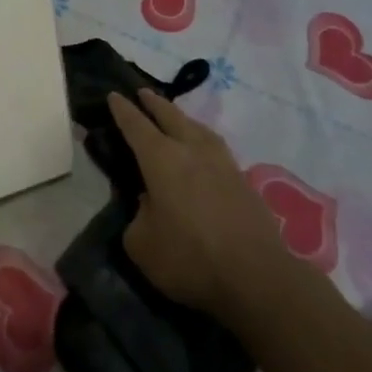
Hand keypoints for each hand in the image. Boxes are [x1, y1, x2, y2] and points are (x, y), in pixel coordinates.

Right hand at [108, 89, 289, 320]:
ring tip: (174, 116)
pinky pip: (215, 146)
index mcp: (161, 159)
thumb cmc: (190, 258)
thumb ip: (137, 216)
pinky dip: (201, 138)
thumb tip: (147, 204)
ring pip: (197, 128)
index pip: (136, 125)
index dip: (123, 110)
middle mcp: (191, 150)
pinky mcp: (243, 181)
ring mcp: (222, 163)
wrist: (258, 278)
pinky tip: (202, 148)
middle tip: (142, 92)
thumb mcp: (142, 244)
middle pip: (170, 116)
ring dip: (181, 117)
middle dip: (154, 103)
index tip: (114, 95)